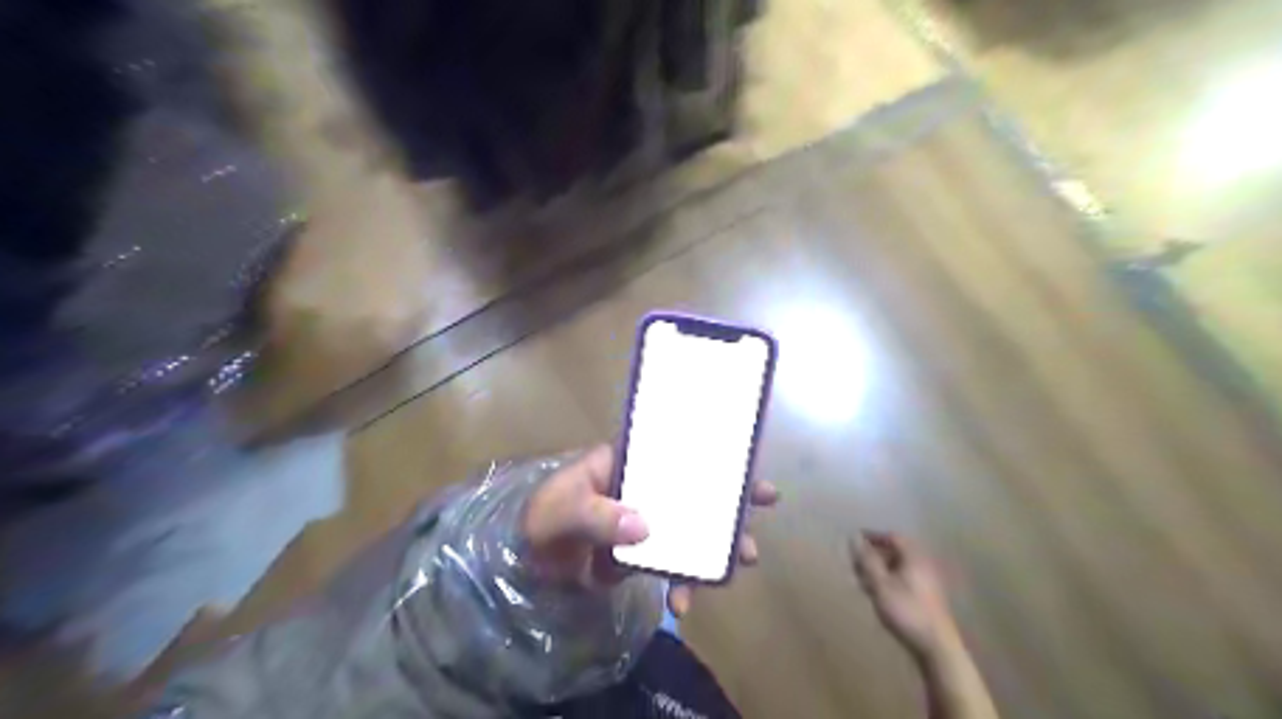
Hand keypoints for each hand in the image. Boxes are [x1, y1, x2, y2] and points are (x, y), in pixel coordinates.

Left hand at [524, 444, 780, 616]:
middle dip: (729, 496)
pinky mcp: (642, 555)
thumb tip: (645, 526)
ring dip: (717, 544)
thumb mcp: (563, 509)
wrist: (525, 563)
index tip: (745, 461)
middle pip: (694, 488)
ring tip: (742, 561)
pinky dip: (682, 584)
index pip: (674, 451)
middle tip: (764, 503)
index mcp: (627, 463)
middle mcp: (644, 489)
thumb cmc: (541, 519)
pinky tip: (682, 605)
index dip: (711, 453)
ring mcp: (645, 522)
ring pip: (690, 528)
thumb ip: (598, 515)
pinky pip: (671, 565)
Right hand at [850, 529, 955, 659]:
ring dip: (881, 569)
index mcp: (914, 557)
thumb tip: (853, 537)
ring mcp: (928, 581)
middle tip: (857, 564)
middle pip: (896, 551)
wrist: (937, 646)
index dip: (873, 536)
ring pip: (899, 567)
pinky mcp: (928, 597)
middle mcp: (923, 564)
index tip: (855, 541)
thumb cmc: (906, 610)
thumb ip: (867, 560)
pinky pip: (905, 579)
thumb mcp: (880, 584)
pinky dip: (890, 580)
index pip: (892, 536)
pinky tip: (879, 594)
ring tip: (863, 582)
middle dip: (875, 555)